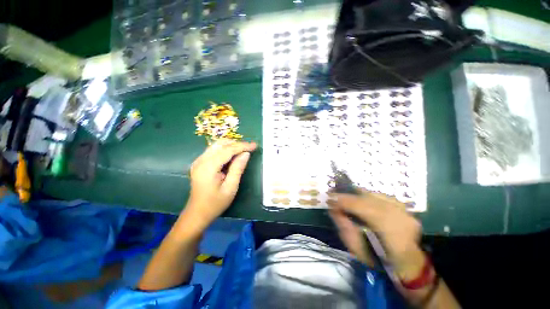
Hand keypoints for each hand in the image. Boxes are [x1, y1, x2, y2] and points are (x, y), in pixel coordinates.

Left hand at [185, 139, 256, 227]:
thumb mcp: (231, 187)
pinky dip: (225, 150)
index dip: (242, 146)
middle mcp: (201, 160)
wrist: (197, 213)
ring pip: (217, 145)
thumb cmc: (215, 203)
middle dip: (237, 144)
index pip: (227, 150)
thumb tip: (246, 153)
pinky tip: (233, 156)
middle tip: (250, 149)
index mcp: (208, 167)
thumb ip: (238, 168)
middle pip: (221, 144)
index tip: (255, 145)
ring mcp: (199, 161)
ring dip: (231, 146)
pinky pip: (214, 150)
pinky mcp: (200, 163)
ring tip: (243, 152)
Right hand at [328, 190, 423, 278]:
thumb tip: (332, 208)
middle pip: (368, 198)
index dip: (344, 201)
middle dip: (347, 196)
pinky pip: (380, 196)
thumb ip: (343, 227)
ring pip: (374, 195)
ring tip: (344, 198)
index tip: (329, 199)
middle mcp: (400, 217)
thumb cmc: (380, 261)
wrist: (408, 264)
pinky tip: (360, 200)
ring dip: (356, 195)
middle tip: (333, 196)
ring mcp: (404, 210)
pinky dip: (368, 196)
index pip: (363, 208)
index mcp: (390, 233)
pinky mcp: (404, 207)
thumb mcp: (357, 249)